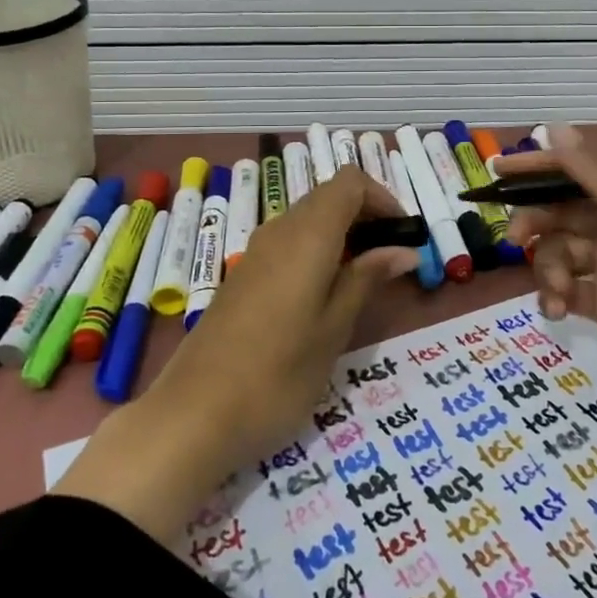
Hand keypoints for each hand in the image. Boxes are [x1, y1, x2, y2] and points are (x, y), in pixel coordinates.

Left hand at [54, 166, 416, 541]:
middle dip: (366, 217)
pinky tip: (323, 297)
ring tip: (363, 282)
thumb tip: (403, 250)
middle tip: (391, 261)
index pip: (349, 181)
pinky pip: (288, 244)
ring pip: (308, 220)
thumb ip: (367, 279)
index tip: (403, 235)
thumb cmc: (278, 375)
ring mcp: (255, 253)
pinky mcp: (242, 276)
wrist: (193, 416)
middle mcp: (279, 231)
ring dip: (341, 236)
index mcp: (307, 234)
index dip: (382, 198)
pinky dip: (316, 252)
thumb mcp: (334, 328)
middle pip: (328, 197)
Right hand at [499, 125, 596, 432]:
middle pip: (561, 213)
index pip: (576, 172)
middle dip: (535, 223)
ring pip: (558, 253)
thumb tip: (554, 128)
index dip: (536, 168)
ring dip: (547, 268)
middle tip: (515, 239)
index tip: (496, 170)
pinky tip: (556, 311)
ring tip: (555, 292)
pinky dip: (554, 296)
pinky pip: (565, 290)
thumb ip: (594, 174)